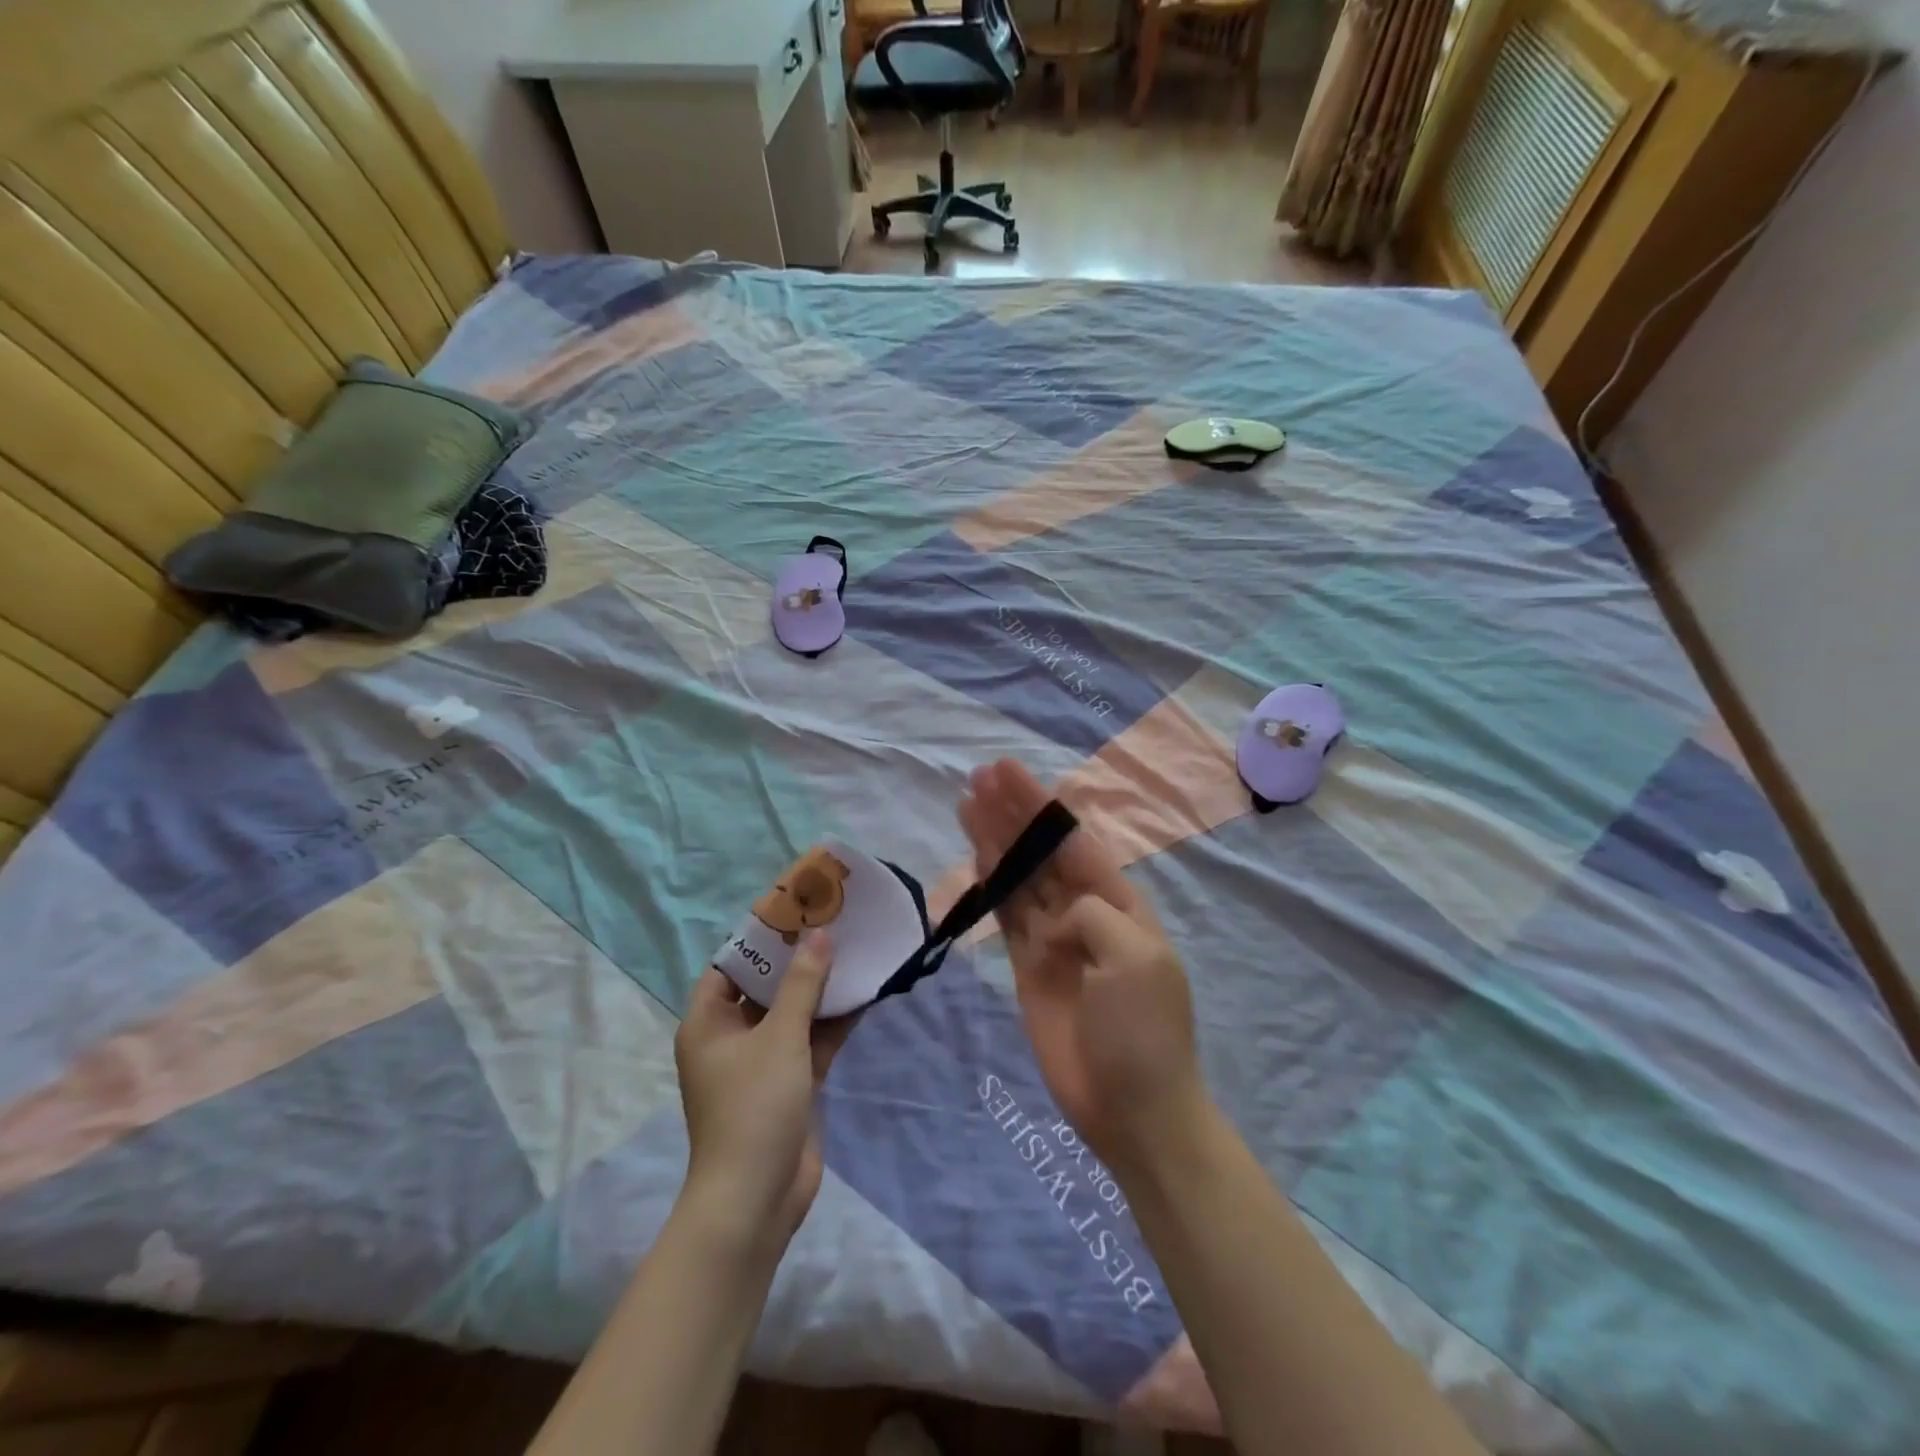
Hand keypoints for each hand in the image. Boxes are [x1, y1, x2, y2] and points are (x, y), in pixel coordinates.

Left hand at [674, 934, 854, 1256]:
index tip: (796, 909)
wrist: (756, 1199)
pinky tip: (864, 992)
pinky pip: (811, 1039)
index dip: (761, 937)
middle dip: (799, 958)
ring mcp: (762, 1062)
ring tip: (855, 948)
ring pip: (793, 1012)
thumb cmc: (754, 1107)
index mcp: (708, 1022)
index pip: (731, 965)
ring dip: (821, 987)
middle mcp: (732, 1037)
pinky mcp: (790, 1083)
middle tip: (833, 922)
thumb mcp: (779, 1037)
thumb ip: (802, 984)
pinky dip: (832, 1020)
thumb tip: (819, 934)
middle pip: (766, 986)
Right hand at [957, 760, 1204, 1174]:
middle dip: (1012, 813)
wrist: (1132, 1109)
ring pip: (1018, 877)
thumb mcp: (1133, 956)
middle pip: (1041, 851)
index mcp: (1120, 902)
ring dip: (995, 839)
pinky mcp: (1027, 967)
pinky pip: (1005, 915)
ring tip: (968, 801)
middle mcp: (1085, 912)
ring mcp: (1053, 939)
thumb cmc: (1143, 1030)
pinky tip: (974, 855)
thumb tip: (1052, 918)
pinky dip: (989, 884)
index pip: (1072, 840)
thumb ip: (1089, 914)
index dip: (1039, 805)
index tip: (1006, 773)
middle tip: (978, 776)